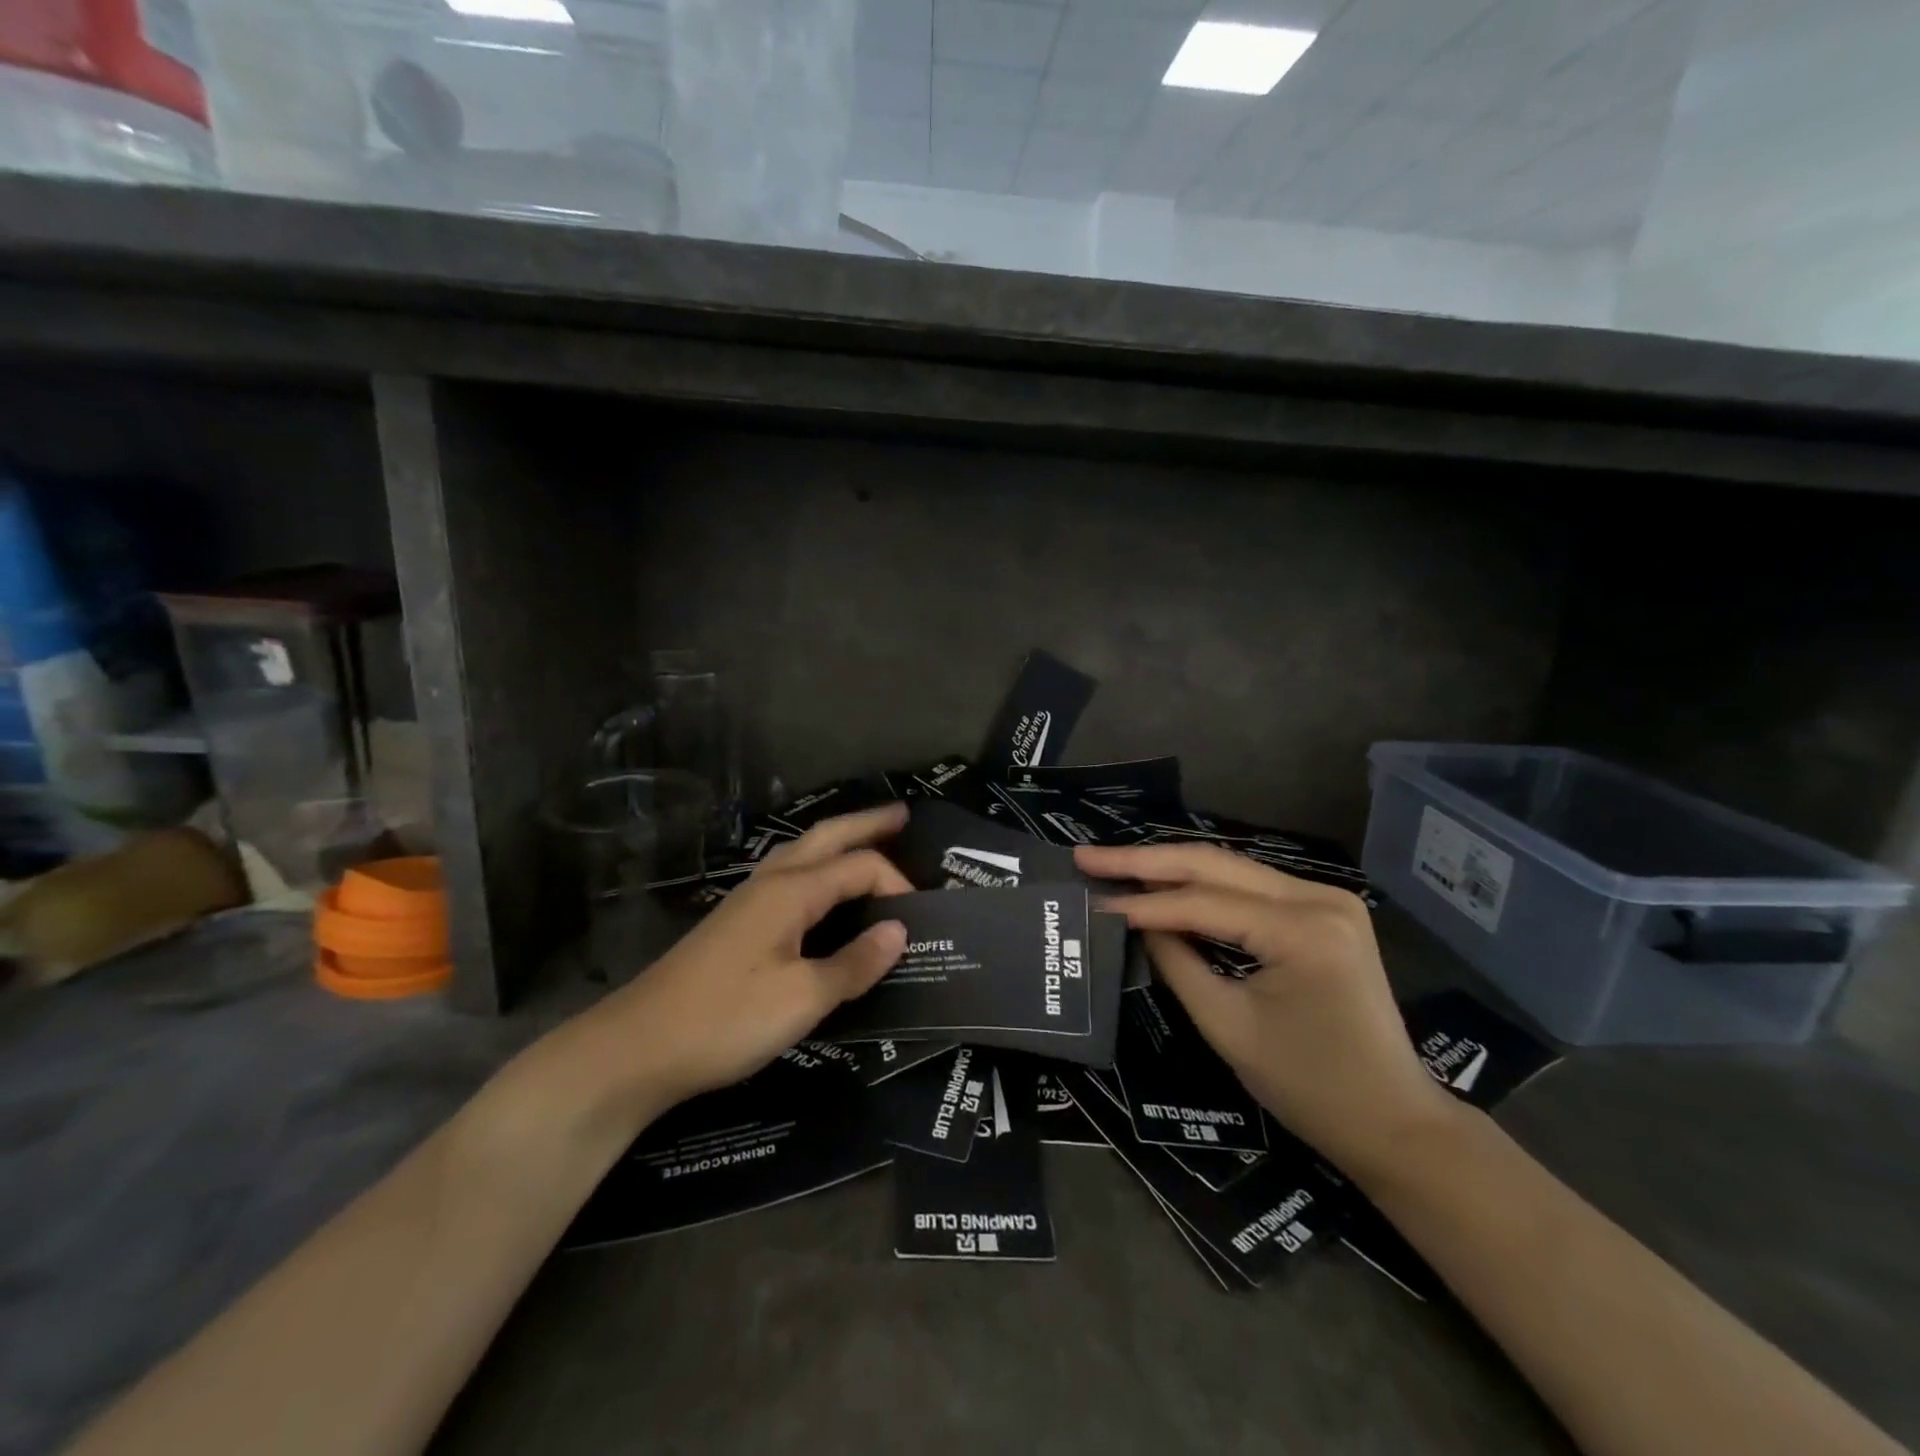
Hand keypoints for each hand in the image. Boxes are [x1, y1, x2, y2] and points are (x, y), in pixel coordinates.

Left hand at [567, 804, 912, 1128]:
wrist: (636, 1048)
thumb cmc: (725, 1020)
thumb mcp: (802, 999)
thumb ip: (854, 964)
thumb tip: (899, 931)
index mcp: (791, 892)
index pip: (858, 867)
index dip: (895, 884)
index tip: (921, 919)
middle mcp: (770, 883)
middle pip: (826, 837)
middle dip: (866, 823)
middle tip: (903, 814)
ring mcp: (747, 900)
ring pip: (802, 852)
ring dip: (839, 840)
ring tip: (868, 840)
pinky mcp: (735, 922)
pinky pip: (789, 876)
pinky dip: (818, 867)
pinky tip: (820, 889)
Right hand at [1074, 841, 1457, 1178]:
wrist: (1395, 1120)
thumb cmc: (1311, 1088)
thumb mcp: (1228, 1027)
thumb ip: (1176, 963)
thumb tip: (1134, 922)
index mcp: (1302, 930)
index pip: (1201, 903)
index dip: (1140, 903)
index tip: (1089, 898)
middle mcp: (1319, 896)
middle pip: (1214, 864)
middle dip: (1145, 861)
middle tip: (1088, 858)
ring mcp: (1327, 897)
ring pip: (1230, 868)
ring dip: (1171, 867)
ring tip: (1116, 866)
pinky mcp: (1325, 909)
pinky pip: (1250, 887)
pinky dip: (1204, 885)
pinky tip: (1165, 883)